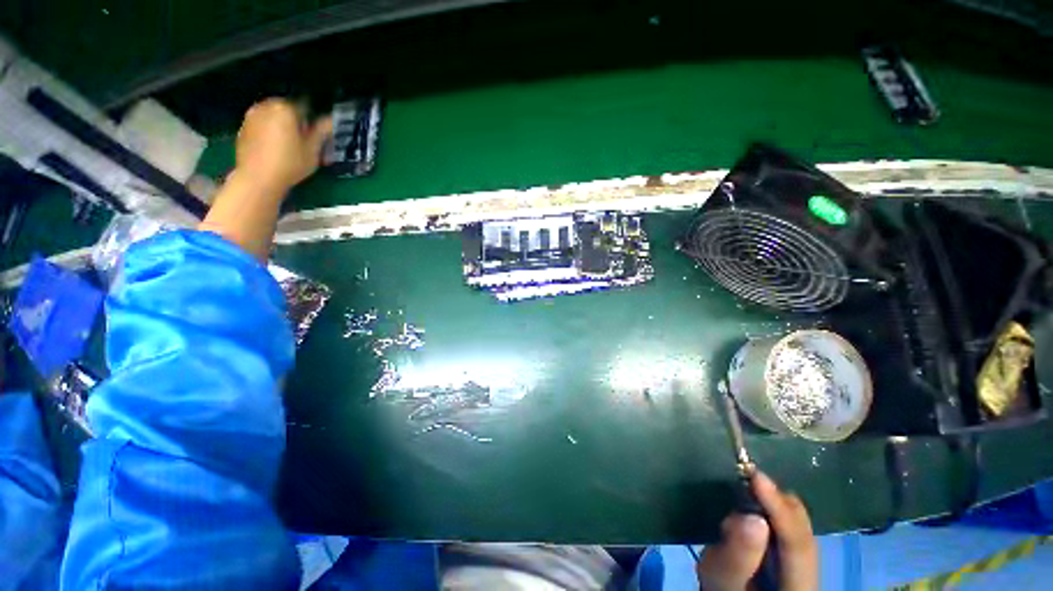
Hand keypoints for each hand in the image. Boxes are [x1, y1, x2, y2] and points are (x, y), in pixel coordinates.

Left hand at [233, 98, 332, 196]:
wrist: (258, 178)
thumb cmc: (290, 163)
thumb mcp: (312, 150)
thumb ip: (321, 132)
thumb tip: (330, 120)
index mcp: (286, 108)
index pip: (305, 107)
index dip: (314, 120)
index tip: (317, 134)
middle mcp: (266, 106)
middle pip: (287, 109)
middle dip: (296, 121)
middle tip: (303, 141)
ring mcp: (252, 116)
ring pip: (273, 116)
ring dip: (282, 126)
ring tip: (289, 146)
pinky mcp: (243, 127)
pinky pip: (262, 124)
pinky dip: (269, 132)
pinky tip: (274, 149)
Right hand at [697, 472, 817, 590]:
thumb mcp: (723, 581)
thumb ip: (737, 555)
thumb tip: (750, 515)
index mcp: (800, 586)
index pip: (798, 543)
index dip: (779, 507)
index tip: (755, 475)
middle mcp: (810, 574)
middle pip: (803, 530)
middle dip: (776, 501)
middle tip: (746, 476)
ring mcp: (804, 564)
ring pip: (797, 525)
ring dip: (773, 504)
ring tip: (746, 487)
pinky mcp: (791, 555)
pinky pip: (787, 527)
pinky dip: (770, 511)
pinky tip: (753, 504)